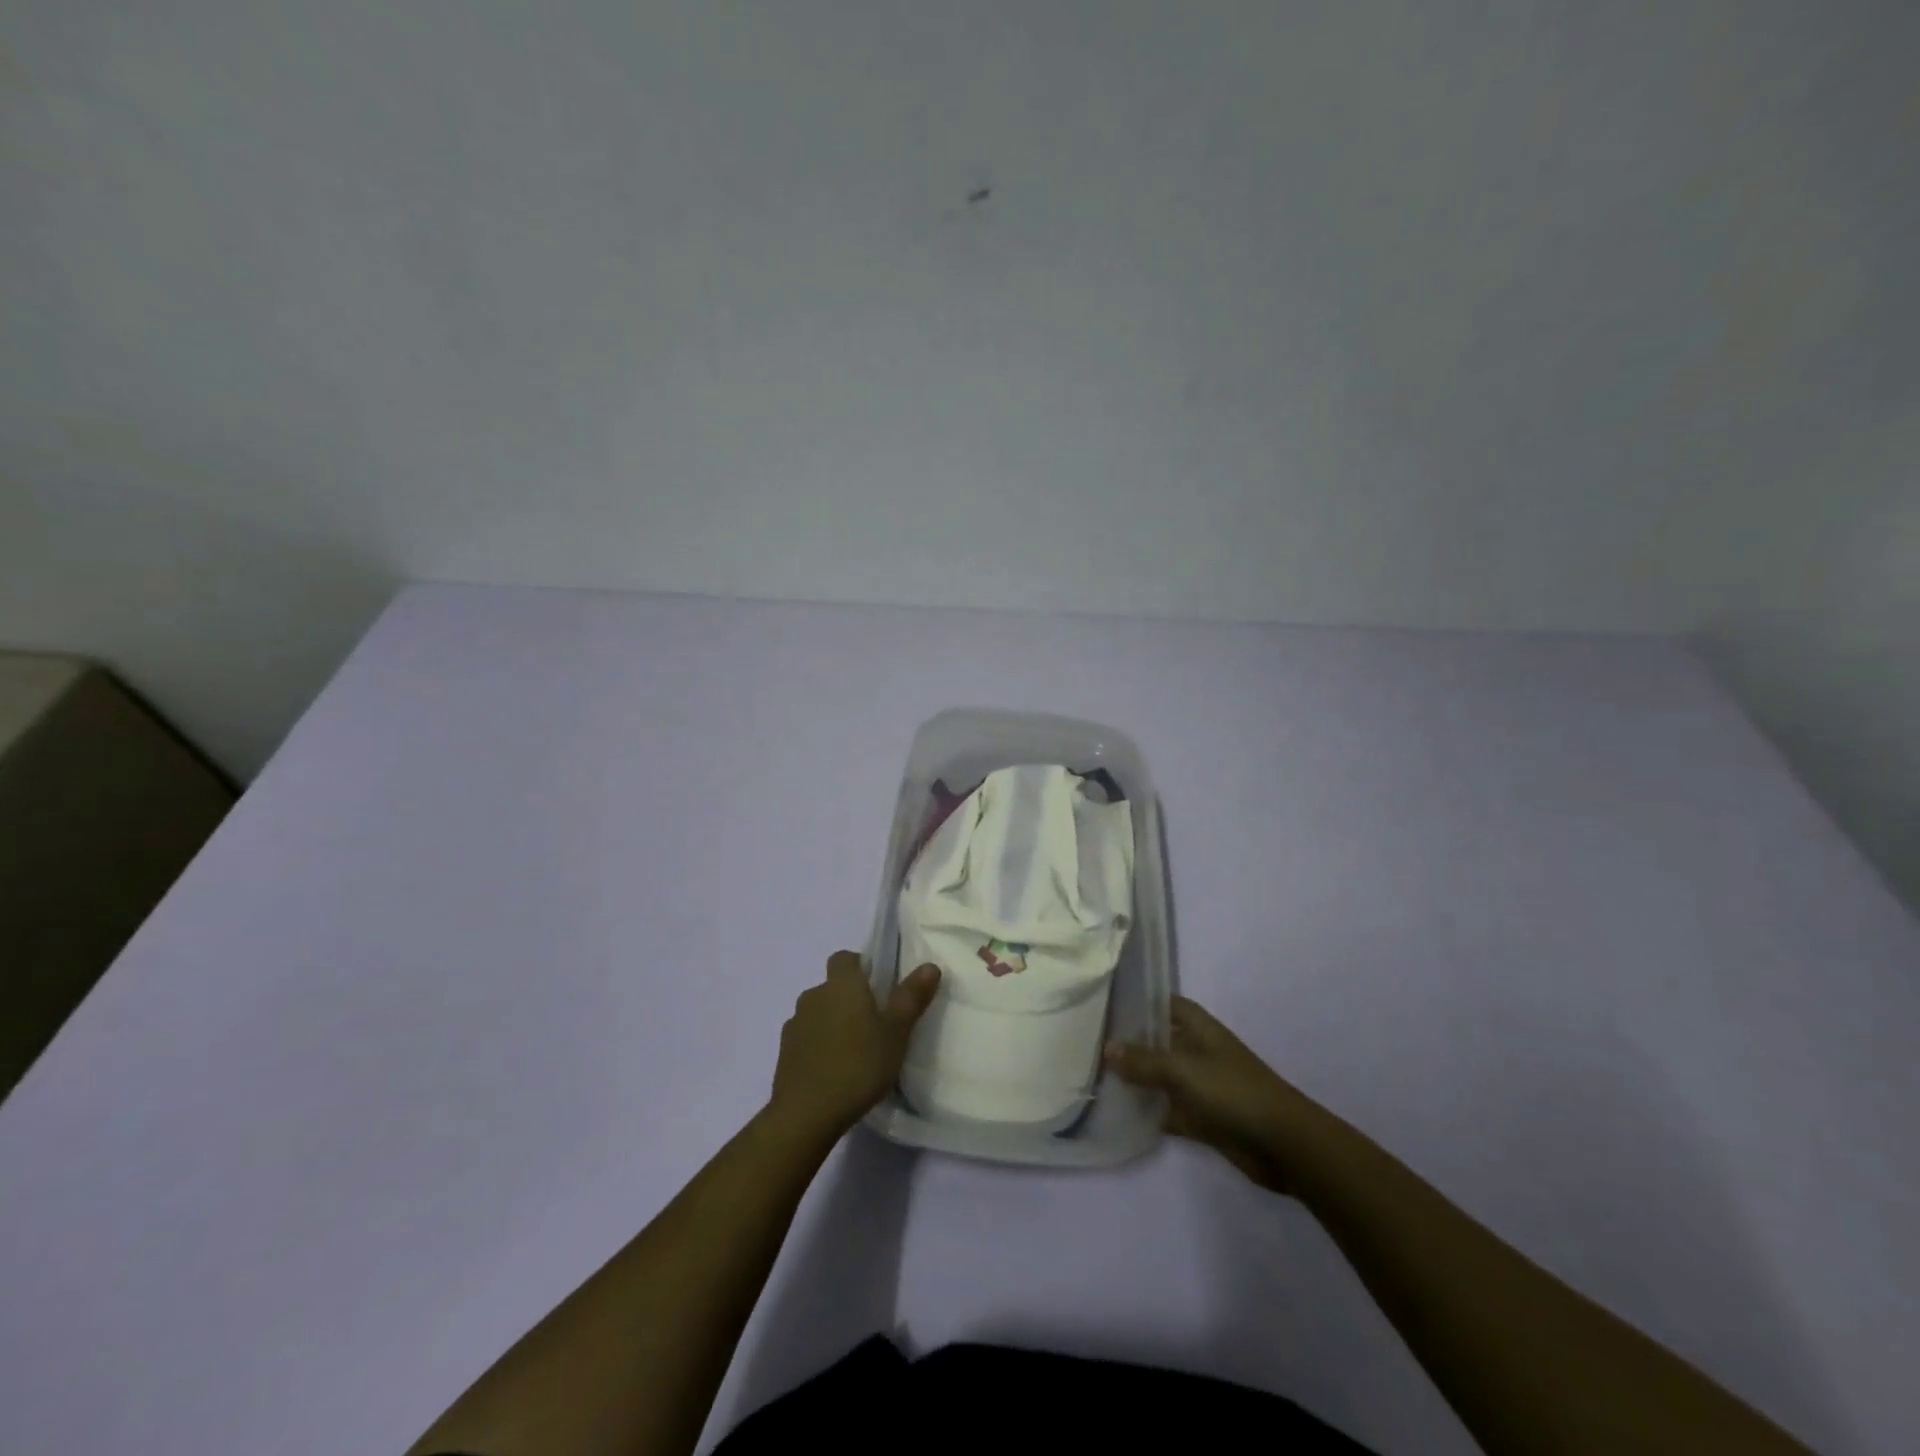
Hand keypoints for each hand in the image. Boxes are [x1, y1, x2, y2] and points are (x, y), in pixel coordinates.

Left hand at [767, 951, 940, 1145]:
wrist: (805, 1114)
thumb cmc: (858, 1065)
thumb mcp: (896, 1033)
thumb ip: (911, 997)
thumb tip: (930, 966)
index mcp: (841, 984)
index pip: (845, 957)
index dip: (861, 967)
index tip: (879, 989)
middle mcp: (814, 995)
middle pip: (833, 986)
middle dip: (850, 999)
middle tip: (874, 1025)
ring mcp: (795, 1023)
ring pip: (818, 1012)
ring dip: (833, 1023)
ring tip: (854, 1052)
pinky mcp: (784, 1052)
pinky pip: (806, 1037)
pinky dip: (818, 1045)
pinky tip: (832, 1070)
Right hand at [1106, 996, 1330, 1193]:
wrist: (1284, 1145)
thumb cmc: (1234, 1092)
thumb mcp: (1183, 1071)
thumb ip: (1144, 1061)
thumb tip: (1107, 1048)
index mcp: (1198, 1028)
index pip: (1163, 1004)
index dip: (1138, 1001)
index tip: (1103, 1003)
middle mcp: (1197, 1051)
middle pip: (1157, 1041)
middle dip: (1128, 1043)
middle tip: (1086, 1042)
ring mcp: (1200, 1086)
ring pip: (1160, 1077)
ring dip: (1135, 1080)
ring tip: (1093, 1076)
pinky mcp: (1202, 1118)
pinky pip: (1168, 1110)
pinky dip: (1148, 1113)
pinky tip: (1118, 1115)